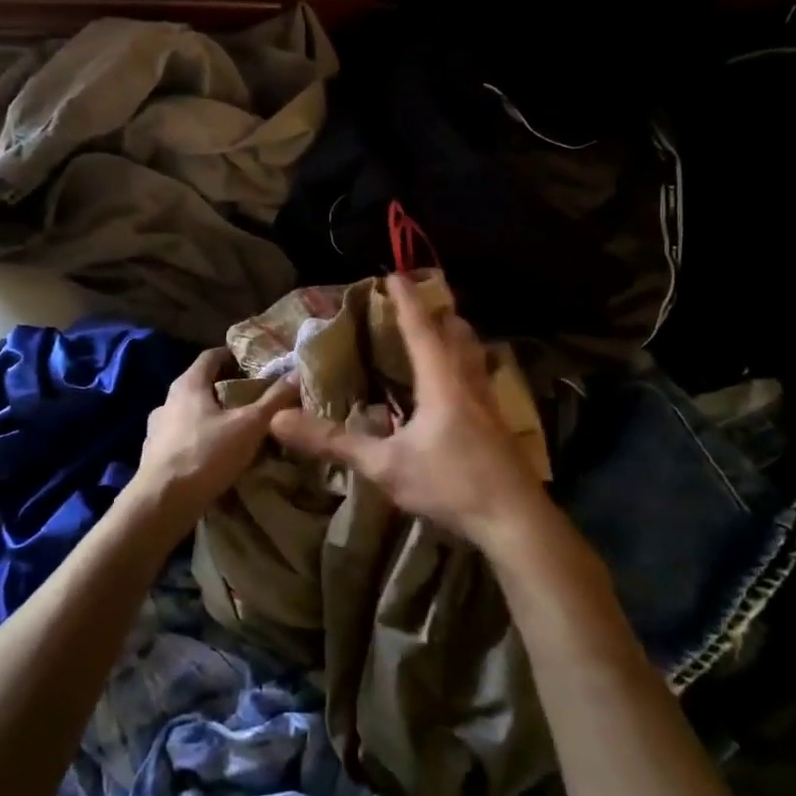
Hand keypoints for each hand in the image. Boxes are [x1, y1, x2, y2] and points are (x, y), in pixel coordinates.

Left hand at [127, 348, 297, 526]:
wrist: (162, 502)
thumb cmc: (206, 455)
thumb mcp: (249, 426)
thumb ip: (273, 400)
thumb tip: (297, 374)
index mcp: (188, 384)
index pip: (211, 356)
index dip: (233, 356)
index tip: (255, 364)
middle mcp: (168, 399)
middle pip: (201, 384)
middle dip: (226, 387)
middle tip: (253, 397)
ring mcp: (157, 427)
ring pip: (190, 411)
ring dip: (211, 415)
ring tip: (235, 428)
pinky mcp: (154, 452)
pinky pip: (182, 436)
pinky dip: (198, 437)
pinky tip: (213, 454)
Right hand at [270, 272, 551, 551]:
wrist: (516, 520)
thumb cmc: (450, 483)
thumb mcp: (385, 465)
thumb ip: (334, 442)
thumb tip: (279, 420)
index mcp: (441, 380)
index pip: (420, 328)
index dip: (405, 301)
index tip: (393, 275)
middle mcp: (468, 382)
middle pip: (457, 333)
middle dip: (437, 313)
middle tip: (416, 304)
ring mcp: (489, 403)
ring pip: (474, 354)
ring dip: (455, 336)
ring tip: (439, 333)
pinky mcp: (499, 425)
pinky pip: (480, 378)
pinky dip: (465, 365)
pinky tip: (458, 386)